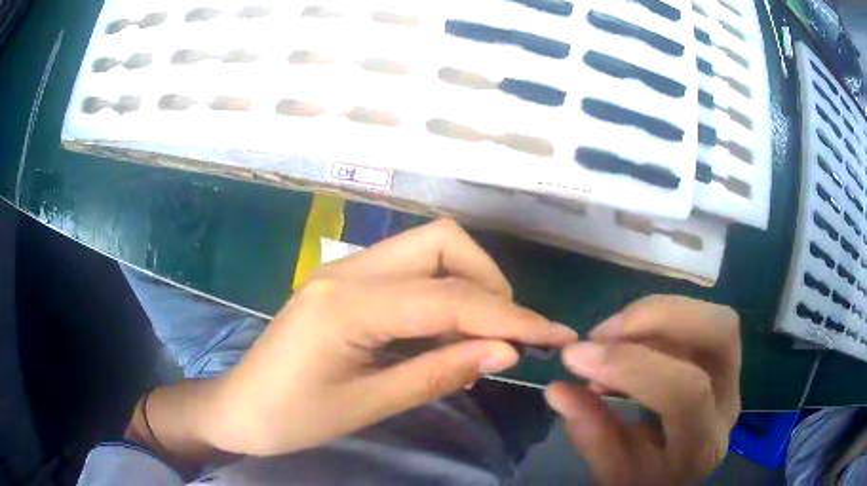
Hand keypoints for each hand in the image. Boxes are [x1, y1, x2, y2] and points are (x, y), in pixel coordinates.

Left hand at [200, 220, 577, 455]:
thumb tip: (506, 352)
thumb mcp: (367, 406)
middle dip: (489, 282)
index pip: (450, 299)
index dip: (511, 317)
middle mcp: (347, 271)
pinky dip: (442, 292)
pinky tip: (448, 329)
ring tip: (484, 332)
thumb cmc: (292, 419)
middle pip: (441, 242)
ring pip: (427, 248)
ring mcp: (343, 270)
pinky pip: (408, 270)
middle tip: (508, 333)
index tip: (555, 335)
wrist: (239, 408)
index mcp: (347, 305)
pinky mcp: (344, 282)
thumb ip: (439, 372)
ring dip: (468, 282)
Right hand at [546, 295, 740, 484]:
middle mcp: (729, 403)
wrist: (678, 475)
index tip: (577, 356)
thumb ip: (591, 435)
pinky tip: (629, 337)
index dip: (632, 366)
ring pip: (712, 317)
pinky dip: (659, 317)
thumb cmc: (646, 480)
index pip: (685, 392)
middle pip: (719, 332)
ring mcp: (733, 376)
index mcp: (702, 446)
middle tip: (602, 332)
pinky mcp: (724, 360)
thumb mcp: (613, 473)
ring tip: (610, 334)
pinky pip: (700, 320)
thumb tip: (558, 389)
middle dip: (659, 317)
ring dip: (656, 313)